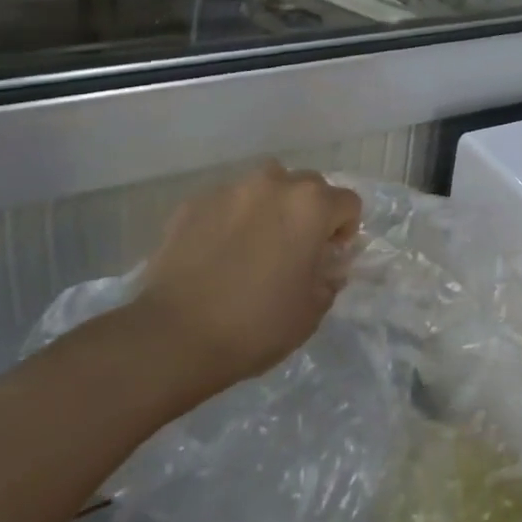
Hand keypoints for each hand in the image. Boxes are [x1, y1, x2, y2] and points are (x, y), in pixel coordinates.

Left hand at [130, 163, 361, 395]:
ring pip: (265, 187)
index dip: (344, 231)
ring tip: (256, 244)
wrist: (173, 337)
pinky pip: (227, 203)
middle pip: (308, 186)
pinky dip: (232, 219)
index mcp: (311, 205)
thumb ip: (329, 278)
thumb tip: (325, 265)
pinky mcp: (193, 203)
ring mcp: (230, 189)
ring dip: (271, 207)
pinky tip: (218, 254)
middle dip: (309, 212)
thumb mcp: (313, 310)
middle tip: (295, 250)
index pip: (348, 203)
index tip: (328, 258)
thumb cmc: (256, 325)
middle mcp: (274, 184)